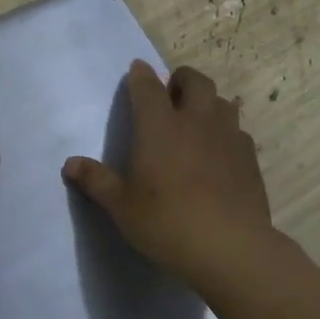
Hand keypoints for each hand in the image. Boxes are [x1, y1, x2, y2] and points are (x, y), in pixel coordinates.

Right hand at [62, 60, 275, 287]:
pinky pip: (237, 130)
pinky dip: (225, 130)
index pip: (148, 87)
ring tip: (196, 119)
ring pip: (221, 101)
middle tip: (169, 94)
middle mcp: (196, 121)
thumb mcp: (122, 206)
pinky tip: (218, 151)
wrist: (230, 248)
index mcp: (160, 127)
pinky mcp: (249, 157)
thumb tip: (70, 164)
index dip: (140, 75)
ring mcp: (228, 136)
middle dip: (180, 79)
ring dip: (207, 101)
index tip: (136, 70)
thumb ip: (96, 181)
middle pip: (195, 80)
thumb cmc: (166, 223)